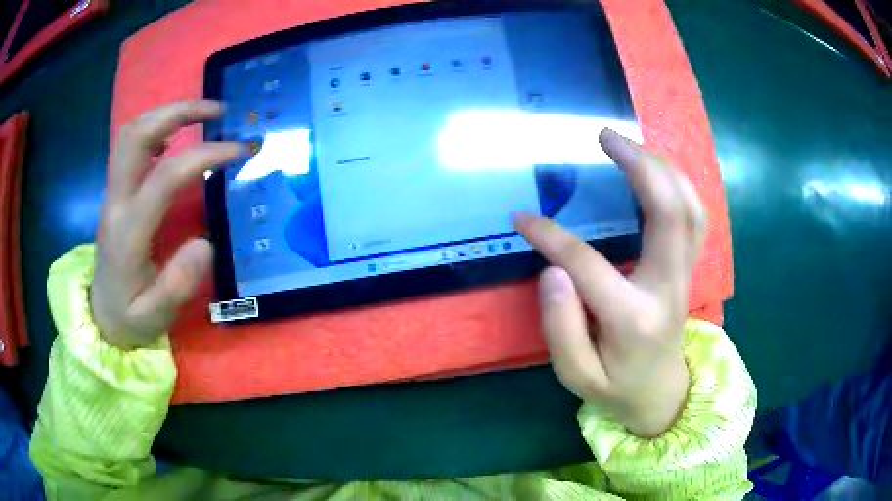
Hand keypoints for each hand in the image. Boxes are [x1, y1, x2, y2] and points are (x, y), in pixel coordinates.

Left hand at [91, 100, 241, 348]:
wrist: (100, 318)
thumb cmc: (129, 319)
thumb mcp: (155, 318)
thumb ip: (178, 284)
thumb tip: (205, 243)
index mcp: (128, 232)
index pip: (165, 176)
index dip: (204, 155)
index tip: (238, 150)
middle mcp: (117, 202)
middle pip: (138, 135)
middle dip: (179, 111)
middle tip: (218, 110)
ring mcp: (112, 194)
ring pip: (131, 133)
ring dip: (166, 114)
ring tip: (200, 115)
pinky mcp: (115, 194)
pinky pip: (129, 146)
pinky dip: (154, 128)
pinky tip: (173, 136)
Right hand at [514, 128, 706, 437]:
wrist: (660, 394)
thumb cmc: (616, 388)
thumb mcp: (577, 376)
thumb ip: (561, 327)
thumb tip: (552, 270)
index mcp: (634, 318)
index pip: (589, 267)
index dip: (551, 238)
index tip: (521, 219)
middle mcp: (668, 288)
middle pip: (669, 214)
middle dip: (640, 166)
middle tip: (605, 136)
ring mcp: (685, 275)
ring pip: (690, 209)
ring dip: (663, 168)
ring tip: (630, 144)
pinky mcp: (688, 269)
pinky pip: (694, 217)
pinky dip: (678, 185)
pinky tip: (656, 170)